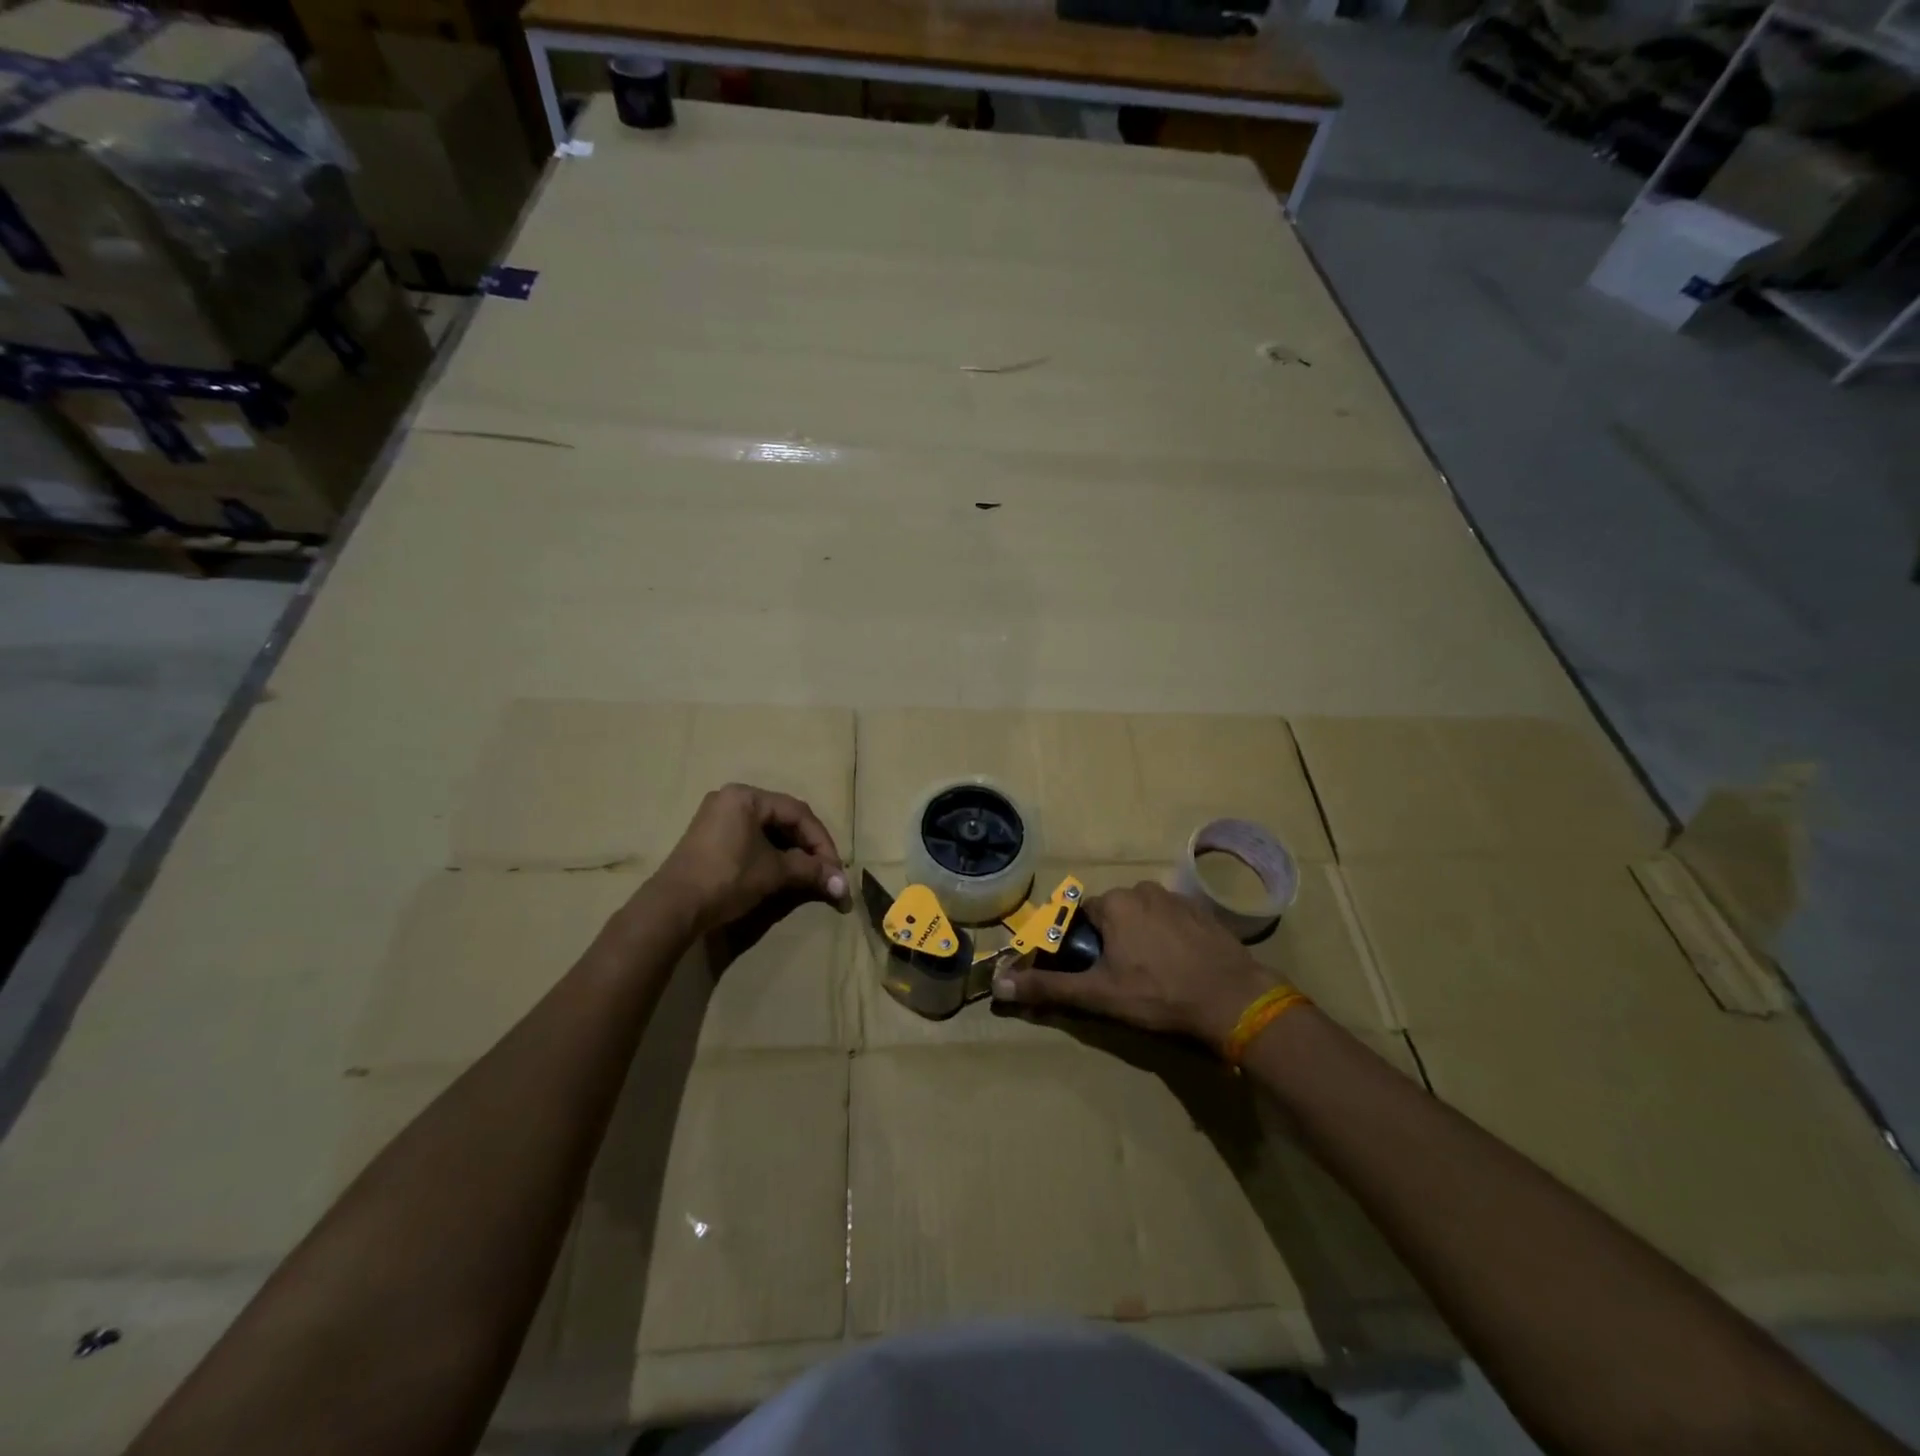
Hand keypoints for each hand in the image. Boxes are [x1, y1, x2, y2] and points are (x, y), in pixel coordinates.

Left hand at [648, 784, 848, 937]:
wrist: (673, 907)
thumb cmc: (727, 878)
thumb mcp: (773, 872)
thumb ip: (810, 871)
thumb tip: (844, 887)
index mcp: (747, 796)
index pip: (798, 813)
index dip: (822, 841)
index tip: (835, 869)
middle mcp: (731, 798)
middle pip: (784, 818)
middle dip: (808, 847)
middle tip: (824, 872)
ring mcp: (717, 817)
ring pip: (768, 829)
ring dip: (791, 852)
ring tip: (807, 875)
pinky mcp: (709, 837)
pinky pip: (751, 838)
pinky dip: (771, 854)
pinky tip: (782, 872)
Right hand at [990, 880, 1276, 1047]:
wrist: (1233, 1000)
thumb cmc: (1158, 994)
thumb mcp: (1098, 995)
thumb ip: (1049, 988)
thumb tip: (999, 985)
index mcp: (1113, 903)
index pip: (1081, 916)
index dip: (1080, 944)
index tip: (1089, 970)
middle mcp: (1142, 889)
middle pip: (1112, 914)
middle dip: (1110, 940)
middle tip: (1120, 978)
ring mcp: (1176, 898)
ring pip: (1143, 916)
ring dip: (1139, 937)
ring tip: (1150, 975)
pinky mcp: (1203, 912)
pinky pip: (1171, 920)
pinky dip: (1167, 938)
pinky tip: (1177, 967)